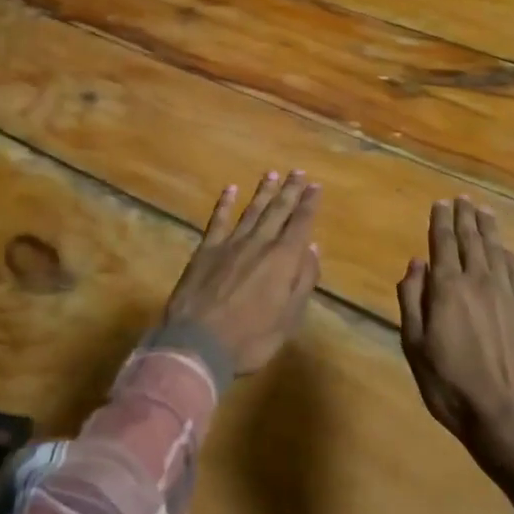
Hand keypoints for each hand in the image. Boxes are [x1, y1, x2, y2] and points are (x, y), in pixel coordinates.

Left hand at [165, 171, 320, 375]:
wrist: (197, 342)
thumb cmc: (250, 338)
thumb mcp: (288, 319)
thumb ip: (302, 282)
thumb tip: (312, 249)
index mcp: (283, 260)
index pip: (300, 225)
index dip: (308, 204)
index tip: (315, 186)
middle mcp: (259, 244)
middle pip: (277, 211)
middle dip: (289, 191)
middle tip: (298, 172)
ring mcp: (230, 244)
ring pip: (251, 211)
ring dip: (263, 192)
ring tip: (272, 173)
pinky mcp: (206, 249)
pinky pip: (218, 220)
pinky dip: (225, 203)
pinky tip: (230, 189)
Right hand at [397, 197, 513, 451]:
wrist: (506, 418)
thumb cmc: (449, 384)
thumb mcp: (414, 345)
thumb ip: (412, 300)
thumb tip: (416, 264)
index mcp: (447, 288)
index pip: (442, 243)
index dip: (440, 221)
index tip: (440, 203)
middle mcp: (478, 282)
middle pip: (471, 241)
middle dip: (465, 217)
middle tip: (463, 199)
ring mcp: (507, 296)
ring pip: (496, 251)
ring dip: (488, 229)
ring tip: (483, 212)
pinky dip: (509, 257)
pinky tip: (506, 251)